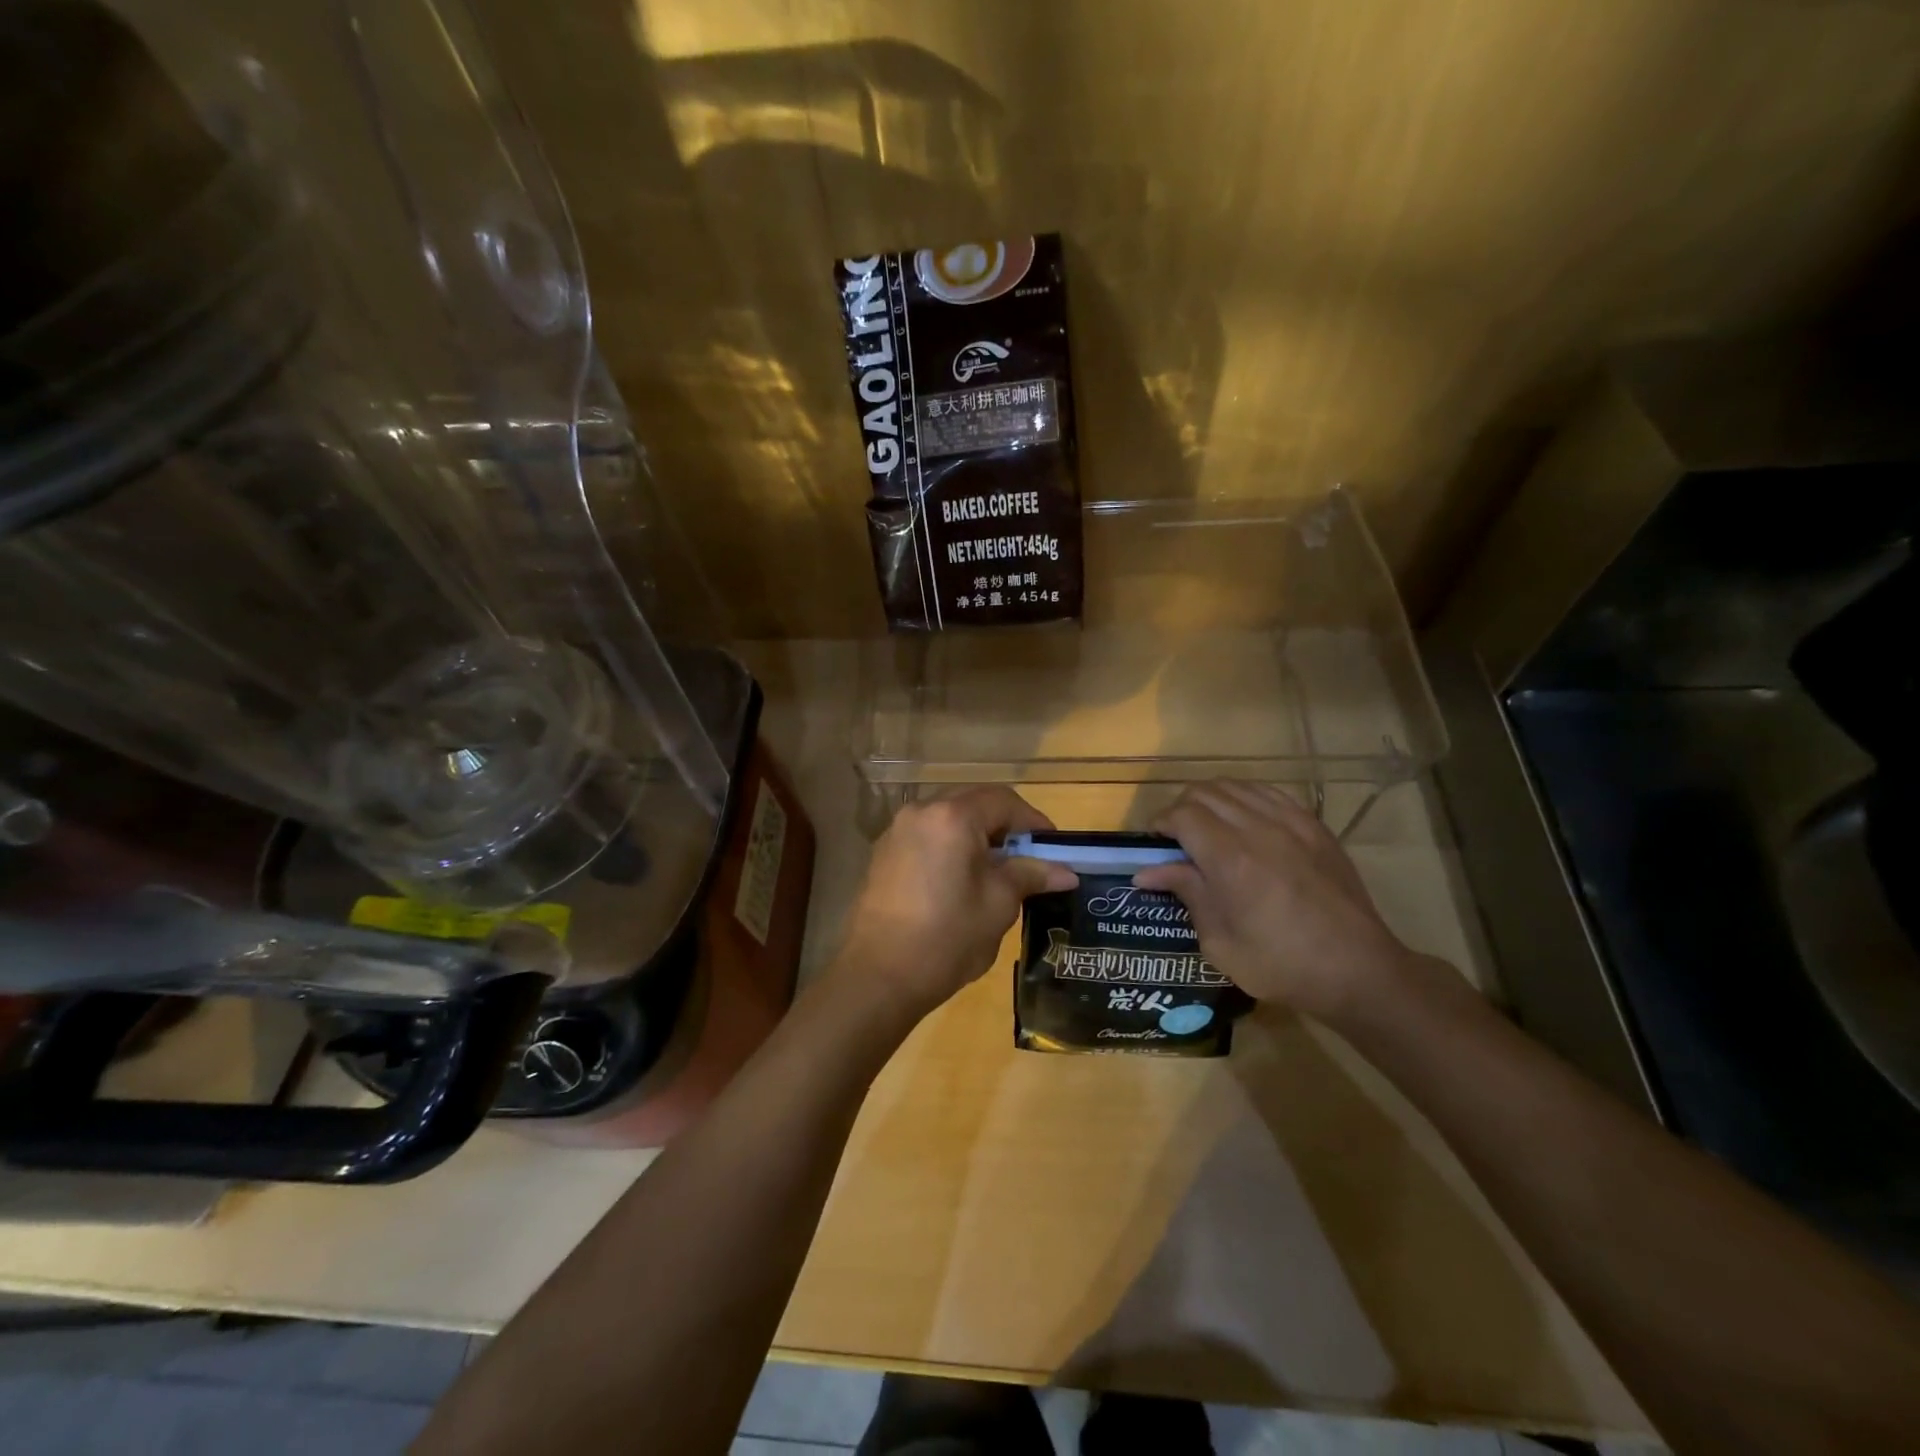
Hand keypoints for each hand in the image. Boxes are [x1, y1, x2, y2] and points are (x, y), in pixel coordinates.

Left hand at [834, 787, 1077, 1022]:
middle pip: (973, 802)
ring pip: (948, 817)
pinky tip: (961, 879)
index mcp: (953, 817)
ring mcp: (897, 831)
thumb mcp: (998, 905)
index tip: (1053, 849)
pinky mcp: (883, 854)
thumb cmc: (947, 937)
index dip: (1033, 821)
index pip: (1003, 801)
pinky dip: (951, 845)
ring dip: (977, 833)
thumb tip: (1066, 871)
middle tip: (1028, 856)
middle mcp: (921, 811)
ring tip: (997, 870)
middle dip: (1005, 824)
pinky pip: (927, 835)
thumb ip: (1030, 876)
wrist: (878, 976)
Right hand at [1134, 781, 1412, 1024]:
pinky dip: (1246, 798)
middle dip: (1181, 809)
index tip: (1154, 844)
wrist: (1358, 970)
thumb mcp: (1220, 942)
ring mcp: (1291, 822)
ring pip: (1237, 786)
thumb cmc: (1281, 965)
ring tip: (1208, 827)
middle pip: (1205, 792)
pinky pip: (1270, 793)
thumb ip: (1187, 894)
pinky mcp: (1314, 826)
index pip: (1182, 815)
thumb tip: (1147, 872)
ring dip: (1213, 800)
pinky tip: (1245, 821)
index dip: (1160, 824)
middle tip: (1177, 839)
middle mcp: (1258, 828)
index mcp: (1230, 859)